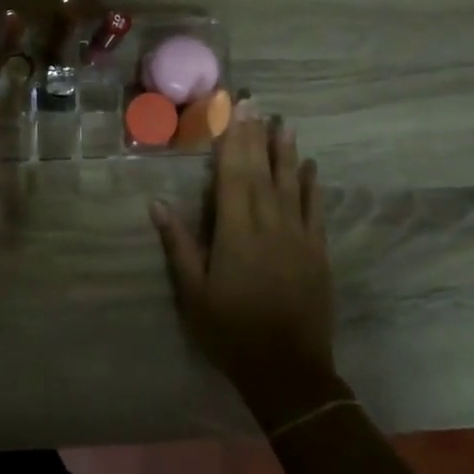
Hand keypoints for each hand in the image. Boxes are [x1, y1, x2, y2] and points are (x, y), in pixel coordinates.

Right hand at [151, 108, 338, 429]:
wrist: (288, 371)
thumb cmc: (230, 331)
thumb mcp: (193, 292)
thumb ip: (179, 244)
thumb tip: (157, 203)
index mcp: (236, 232)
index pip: (232, 175)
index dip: (231, 140)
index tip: (231, 111)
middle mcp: (269, 224)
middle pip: (260, 171)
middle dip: (255, 135)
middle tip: (254, 102)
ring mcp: (298, 236)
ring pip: (290, 183)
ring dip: (285, 151)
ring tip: (283, 122)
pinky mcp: (317, 251)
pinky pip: (315, 209)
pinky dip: (311, 185)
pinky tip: (310, 166)